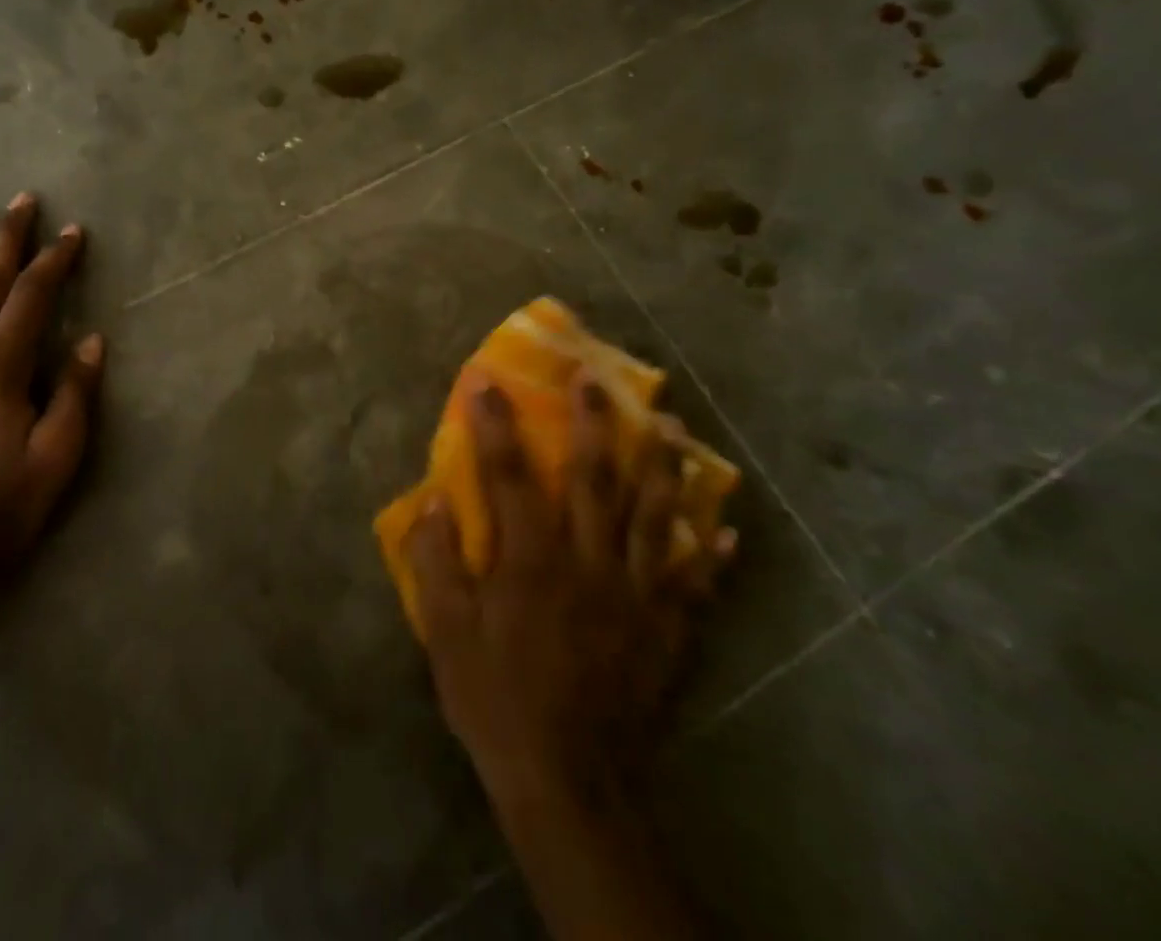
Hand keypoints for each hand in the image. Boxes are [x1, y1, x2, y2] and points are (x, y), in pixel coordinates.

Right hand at [404, 378, 734, 809]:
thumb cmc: (497, 699)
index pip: (508, 474)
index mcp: (530, 559)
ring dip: (660, 464)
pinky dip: (710, 551)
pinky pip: (693, 581)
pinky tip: (726, 525)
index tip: (487, 380)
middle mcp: (587, 561)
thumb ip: (437, 563)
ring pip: (652, 514)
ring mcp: (633, 593)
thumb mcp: (446, 634)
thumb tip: (434, 502)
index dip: (495, 424)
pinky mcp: (664, 629)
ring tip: (669, 424)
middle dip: (592, 422)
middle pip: (593, 477)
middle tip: (596, 378)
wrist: (569, 782)